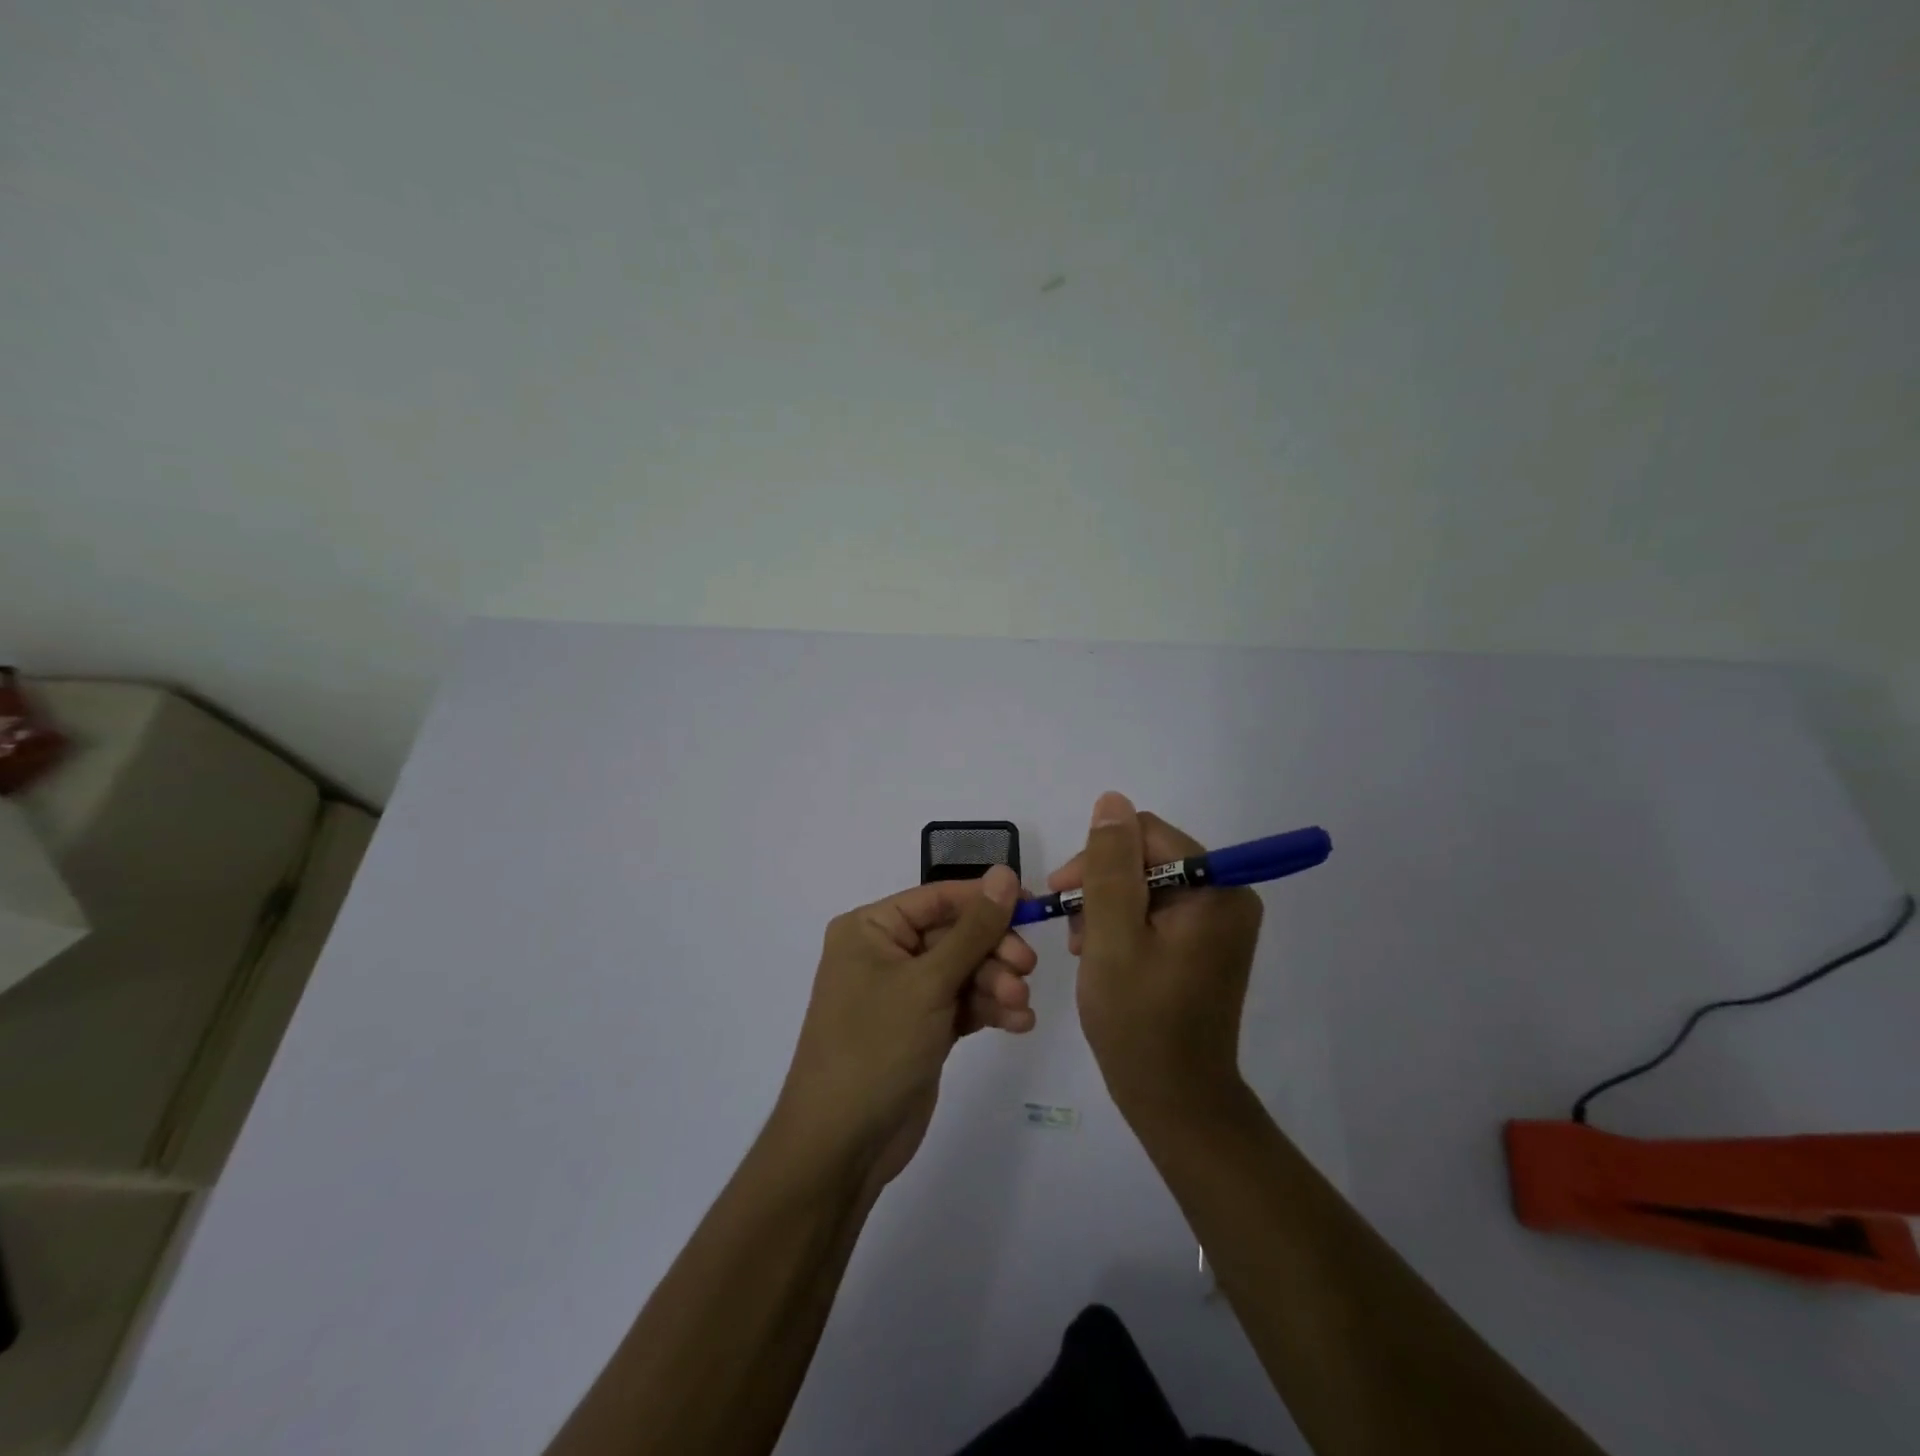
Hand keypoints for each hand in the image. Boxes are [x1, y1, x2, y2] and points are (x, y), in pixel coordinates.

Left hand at [773, 866, 1036, 1188]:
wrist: (842, 1145)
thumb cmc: (875, 1047)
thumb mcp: (928, 983)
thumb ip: (973, 929)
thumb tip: (1005, 873)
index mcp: (871, 928)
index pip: (938, 898)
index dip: (985, 900)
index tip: (1032, 906)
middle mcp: (886, 953)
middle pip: (955, 935)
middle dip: (993, 952)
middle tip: (1026, 970)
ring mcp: (904, 992)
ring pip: (964, 971)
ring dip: (996, 984)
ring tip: (1019, 1007)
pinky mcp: (922, 1027)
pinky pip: (963, 1003)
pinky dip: (989, 1009)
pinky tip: (1017, 1023)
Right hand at [1050, 792, 1262, 1117]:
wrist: (1175, 1100)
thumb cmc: (1139, 1021)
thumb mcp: (1111, 937)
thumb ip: (1109, 866)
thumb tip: (1111, 801)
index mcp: (1216, 889)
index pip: (1146, 834)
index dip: (1099, 856)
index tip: (1063, 893)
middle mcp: (1227, 895)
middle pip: (1147, 855)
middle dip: (1101, 884)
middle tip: (1073, 929)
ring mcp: (1218, 921)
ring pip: (1145, 882)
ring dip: (1107, 906)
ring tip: (1086, 948)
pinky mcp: (1205, 942)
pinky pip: (1156, 909)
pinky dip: (1123, 924)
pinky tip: (1103, 954)